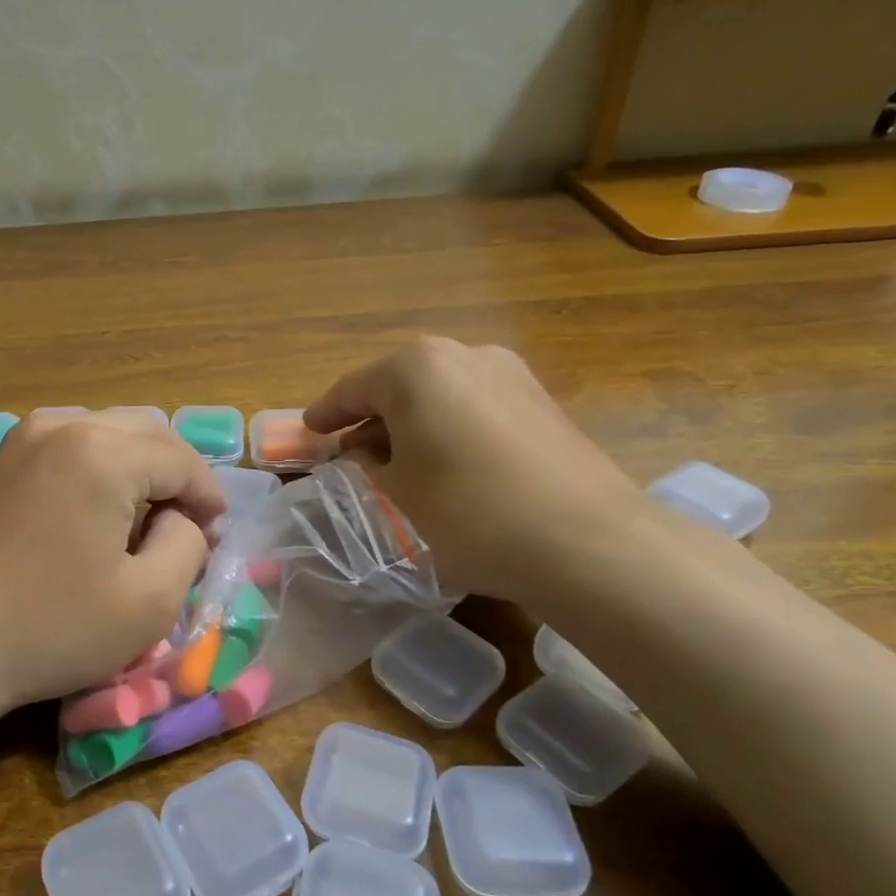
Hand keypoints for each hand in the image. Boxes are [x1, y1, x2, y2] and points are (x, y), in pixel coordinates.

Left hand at [0, 410, 226, 716]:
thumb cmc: (49, 626)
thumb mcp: (149, 601)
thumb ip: (188, 545)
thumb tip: (180, 518)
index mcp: (103, 451)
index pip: (181, 459)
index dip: (209, 497)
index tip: (216, 537)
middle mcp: (63, 426)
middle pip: (146, 432)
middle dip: (176, 474)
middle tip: (187, 526)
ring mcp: (23, 438)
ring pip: (107, 433)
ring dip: (138, 467)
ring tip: (145, 519)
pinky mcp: (0, 461)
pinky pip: (70, 446)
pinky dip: (99, 468)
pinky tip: (96, 513)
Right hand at [305, 337, 653, 605]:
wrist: (587, 541)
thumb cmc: (468, 511)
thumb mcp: (398, 491)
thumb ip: (370, 462)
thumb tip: (366, 450)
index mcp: (416, 368)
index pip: (354, 388)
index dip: (326, 413)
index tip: (308, 431)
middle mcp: (464, 354)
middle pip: (400, 384)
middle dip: (372, 417)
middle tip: (351, 451)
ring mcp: (511, 374)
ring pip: (440, 394)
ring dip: (413, 423)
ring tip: (399, 462)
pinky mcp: (543, 401)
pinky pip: (475, 406)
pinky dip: (450, 428)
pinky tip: (447, 463)